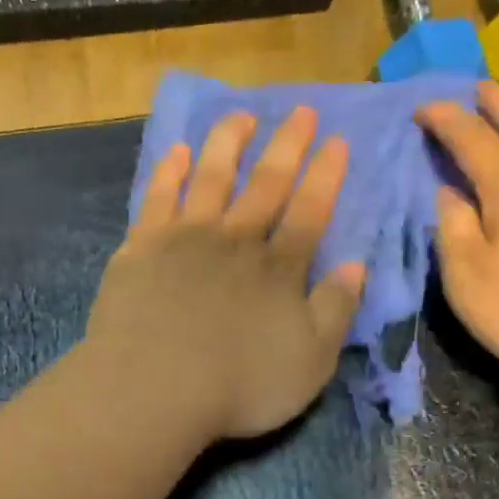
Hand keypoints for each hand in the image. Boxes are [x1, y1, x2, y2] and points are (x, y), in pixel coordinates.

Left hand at [86, 107, 365, 442]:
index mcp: (279, 269)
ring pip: (212, 177)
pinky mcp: (142, 248)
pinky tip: (176, 151)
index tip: (338, 141)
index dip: (326, 176)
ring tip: (240, 116)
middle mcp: (236, 241)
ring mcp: (186, 239)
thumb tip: (356, 266)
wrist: (155, 388)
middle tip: (301, 111)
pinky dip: (169, 172)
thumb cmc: (240, 385)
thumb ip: (335, 310)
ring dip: (228, 143)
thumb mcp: (310, 361)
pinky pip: (158, 198)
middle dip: (287, 146)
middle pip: (266, 183)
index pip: (310, 211)